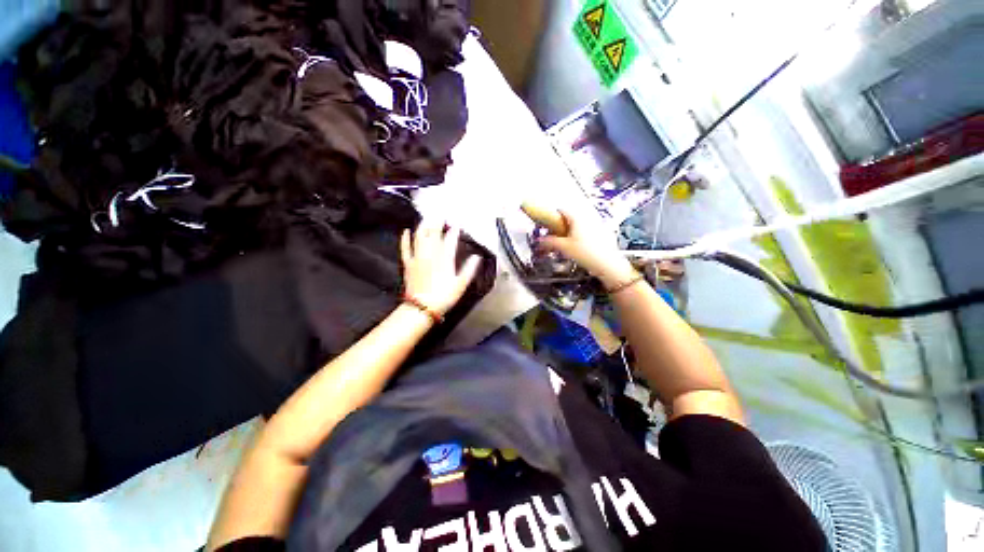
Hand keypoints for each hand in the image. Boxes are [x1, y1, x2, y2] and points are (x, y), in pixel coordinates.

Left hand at [401, 220, 481, 315]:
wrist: (422, 307)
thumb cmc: (444, 297)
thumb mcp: (461, 285)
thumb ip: (469, 269)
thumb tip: (477, 257)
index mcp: (445, 259)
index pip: (450, 240)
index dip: (454, 231)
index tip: (457, 224)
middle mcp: (431, 254)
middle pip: (434, 233)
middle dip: (437, 222)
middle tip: (441, 214)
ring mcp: (418, 258)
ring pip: (420, 236)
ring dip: (423, 225)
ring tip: (427, 217)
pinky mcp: (408, 263)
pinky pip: (405, 248)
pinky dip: (405, 238)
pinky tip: (406, 230)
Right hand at [537, 210, 635, 287]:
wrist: (607, 264)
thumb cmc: (585, 253)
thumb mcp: (563, 248)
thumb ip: (550, 242)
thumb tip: (540, 240)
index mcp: (577, 218)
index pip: (563, 210)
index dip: (553, 216)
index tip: (548, 223)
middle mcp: (588, 218)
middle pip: (572, 217)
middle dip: (562, 225)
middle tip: (556, 235)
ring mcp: (598, 225)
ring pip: (581, 224)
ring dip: (573, 230)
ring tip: (568, 242)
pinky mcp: (604, 233)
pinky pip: (590, 230)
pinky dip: (583, 235)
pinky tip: (581, 247)